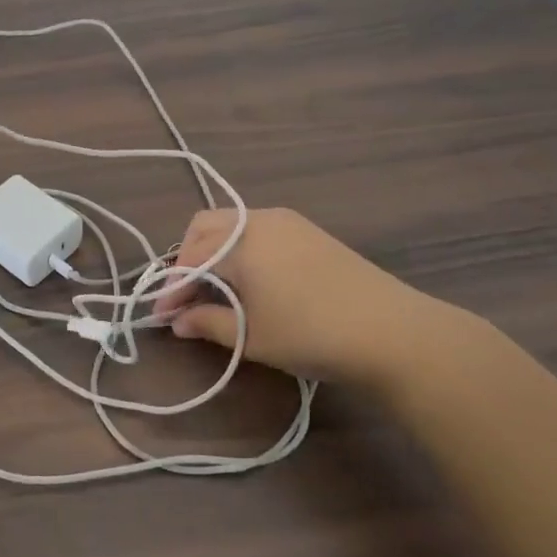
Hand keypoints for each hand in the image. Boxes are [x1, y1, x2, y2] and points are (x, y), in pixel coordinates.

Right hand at [157, 207, 466, 391]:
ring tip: (215, 289)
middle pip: (205, 228)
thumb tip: (178, 322)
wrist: (393, 332)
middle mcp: (259, 220)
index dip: (172, 289)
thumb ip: (209, 323)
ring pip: (233, 225)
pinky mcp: (310, 232)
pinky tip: (250, 280)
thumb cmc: (311, 334)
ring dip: (214, 252)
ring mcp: (288, 222)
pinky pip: (258, 230)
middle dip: (187, 259)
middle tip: (186, 296)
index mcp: (240, 241)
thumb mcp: (252, 336)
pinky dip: (241, 249)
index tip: (163, 316)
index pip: (190, 259)